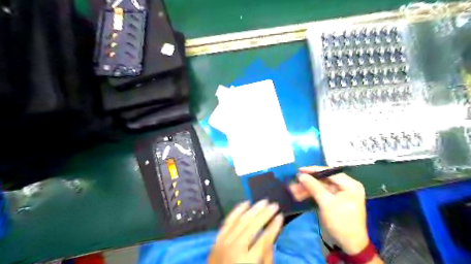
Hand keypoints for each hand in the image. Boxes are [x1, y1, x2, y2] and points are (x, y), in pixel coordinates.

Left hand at [209, 201, 282, 263]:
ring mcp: (224, 242)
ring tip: (263, 202)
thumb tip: (272, 237)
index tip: (280, 217)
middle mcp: (235, 249)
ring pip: (241, 220)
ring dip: (253, 209)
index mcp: (247, 261)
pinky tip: (246, 203)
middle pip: (252, 226)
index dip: (273, 227)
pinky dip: (237, 210)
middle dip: (265, 214)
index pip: (264, 239)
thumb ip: (267, 257)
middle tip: (274, 205)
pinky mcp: (217, 239)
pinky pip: (228, 220)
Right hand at [289, 166, 369, 254]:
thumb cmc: (341, 222)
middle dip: (308, 182)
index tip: (299, 170)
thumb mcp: (326, 203)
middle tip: (294, 182)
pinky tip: (298, 195)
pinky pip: (320, 194)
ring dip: (306, 189)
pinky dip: (310, 194)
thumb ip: (313, 186)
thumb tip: (301, 175)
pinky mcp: (333, 201)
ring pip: (319, 187)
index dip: (313, 170)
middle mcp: (345, 186)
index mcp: (350, 185)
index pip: (330, 172)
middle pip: (323, 180)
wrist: (349, 245)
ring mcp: (339, 194)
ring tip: (293, 190)